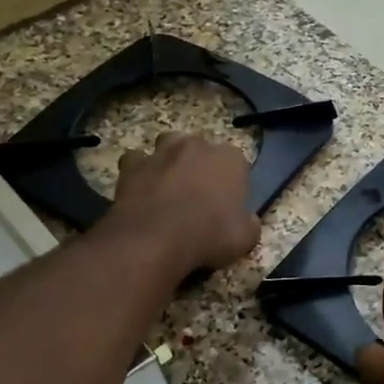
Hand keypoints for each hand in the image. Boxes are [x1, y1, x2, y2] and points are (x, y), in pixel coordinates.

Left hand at [111, 132, 260, 275]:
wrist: (156, 240)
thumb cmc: (208, 235)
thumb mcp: (245, 238)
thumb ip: (249, 223)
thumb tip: (247, 220)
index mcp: (230, 159)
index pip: (237, 163)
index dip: (232, 182)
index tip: (227, 202)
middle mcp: (197, 146)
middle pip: (202, 148)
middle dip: (200, 165)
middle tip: (197, 194)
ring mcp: (162, 152)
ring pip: (168, 144)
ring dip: (170, 159)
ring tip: (169, 184)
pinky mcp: (133, 164)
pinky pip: (136, 160)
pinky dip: (139, 170)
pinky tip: (140, 188)